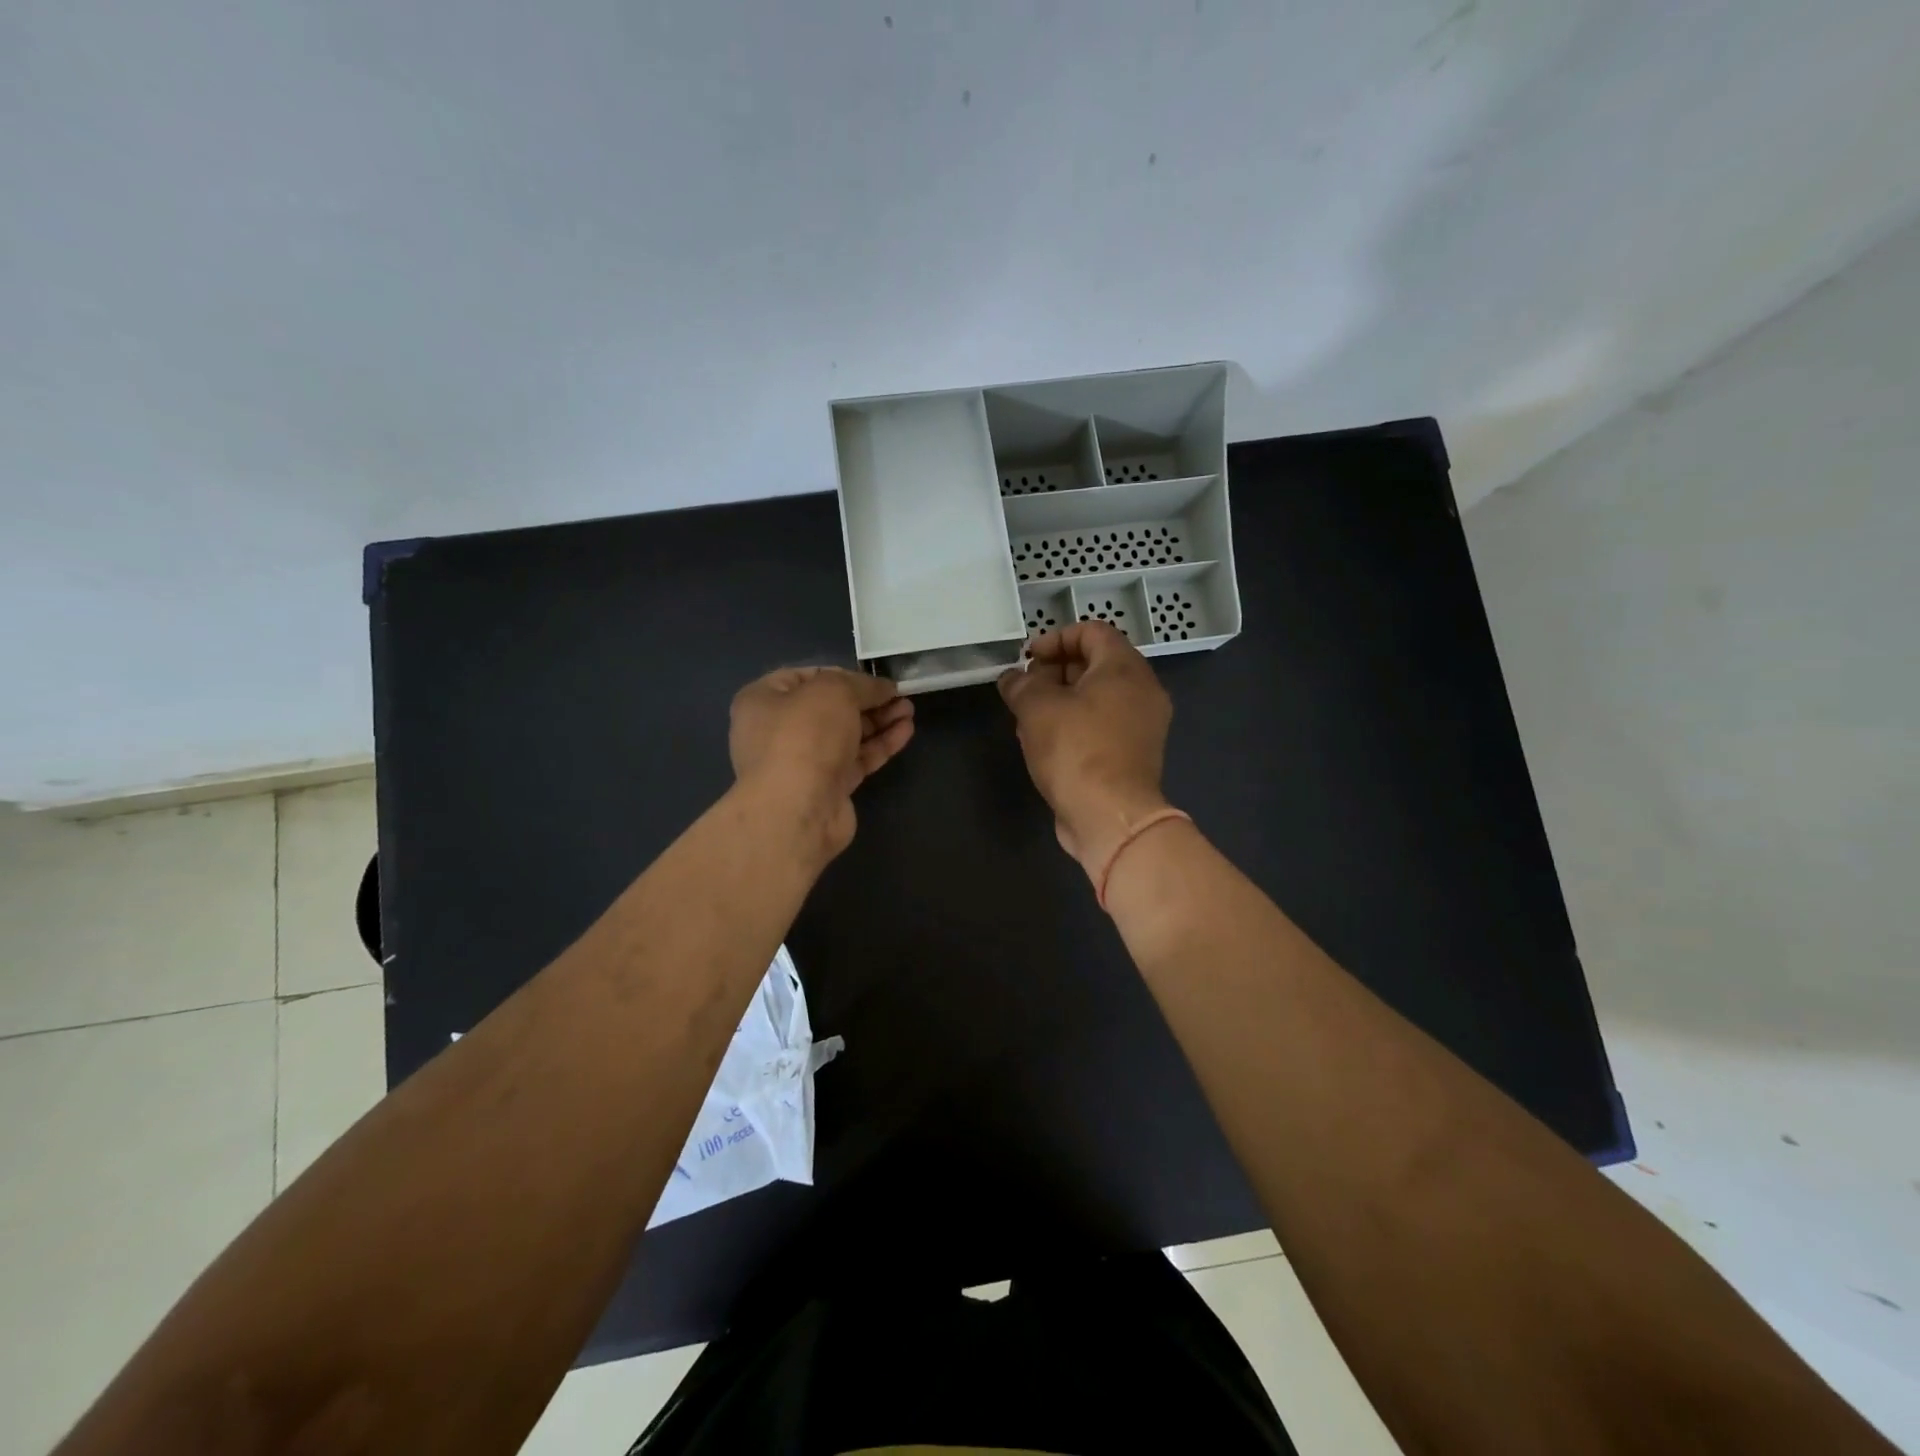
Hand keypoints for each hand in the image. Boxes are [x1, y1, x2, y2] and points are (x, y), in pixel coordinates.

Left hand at [730, 666, 913, 860]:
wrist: (797, 811)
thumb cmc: (804, 736)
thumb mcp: (835, 691)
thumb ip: (862, 684)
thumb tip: (884, 688)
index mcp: (763, 700)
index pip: (805, 677)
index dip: (842, 673)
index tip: (873, 678)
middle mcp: (778, 730)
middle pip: (830, 708)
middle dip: (867, 700)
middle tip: (900, 695)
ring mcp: (803, 762)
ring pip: (846, 734)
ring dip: (878, 721)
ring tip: (909, 711)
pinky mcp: (827, 788)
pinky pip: (856, 759)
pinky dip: (879, 745)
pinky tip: (905, 732)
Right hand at [997, 622, 1172, 881]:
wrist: (1111, 817)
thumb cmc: (1076, 751)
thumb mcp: (1037, 708)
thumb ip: (1021, 684)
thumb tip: (1013, 677)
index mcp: (1125, 668)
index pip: (1092, 631)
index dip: (1055, 638)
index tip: (1027, 658)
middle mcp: (1142, 691)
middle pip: (1096, 663)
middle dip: (1055, 670)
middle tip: (1025, 688)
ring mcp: (1142, 724)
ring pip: (1097, 696)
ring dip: (1061, 700)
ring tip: (1027, 717)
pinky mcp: (1134, 754)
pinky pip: (1102, 724)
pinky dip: (1075, 723)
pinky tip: (1045, 742)